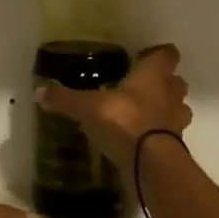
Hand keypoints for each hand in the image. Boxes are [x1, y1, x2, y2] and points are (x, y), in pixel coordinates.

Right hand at [35, 43, 191, 170]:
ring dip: (168, 109)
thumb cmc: (124, 121)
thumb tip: (39, 91)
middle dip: (166, 82)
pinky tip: (144, 139)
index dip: (159, 54)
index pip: (167, 54)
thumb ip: (66, 99)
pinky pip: (172, 134)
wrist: (151, 163)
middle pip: (177, 81)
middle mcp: (170, 93)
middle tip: (144, 86)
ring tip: (147, 113)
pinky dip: (162, 134)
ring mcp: (177, 120)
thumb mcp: (88, 108)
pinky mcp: (176, 145)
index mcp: (153, 75)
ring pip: (179, 107)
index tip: (146, 56)